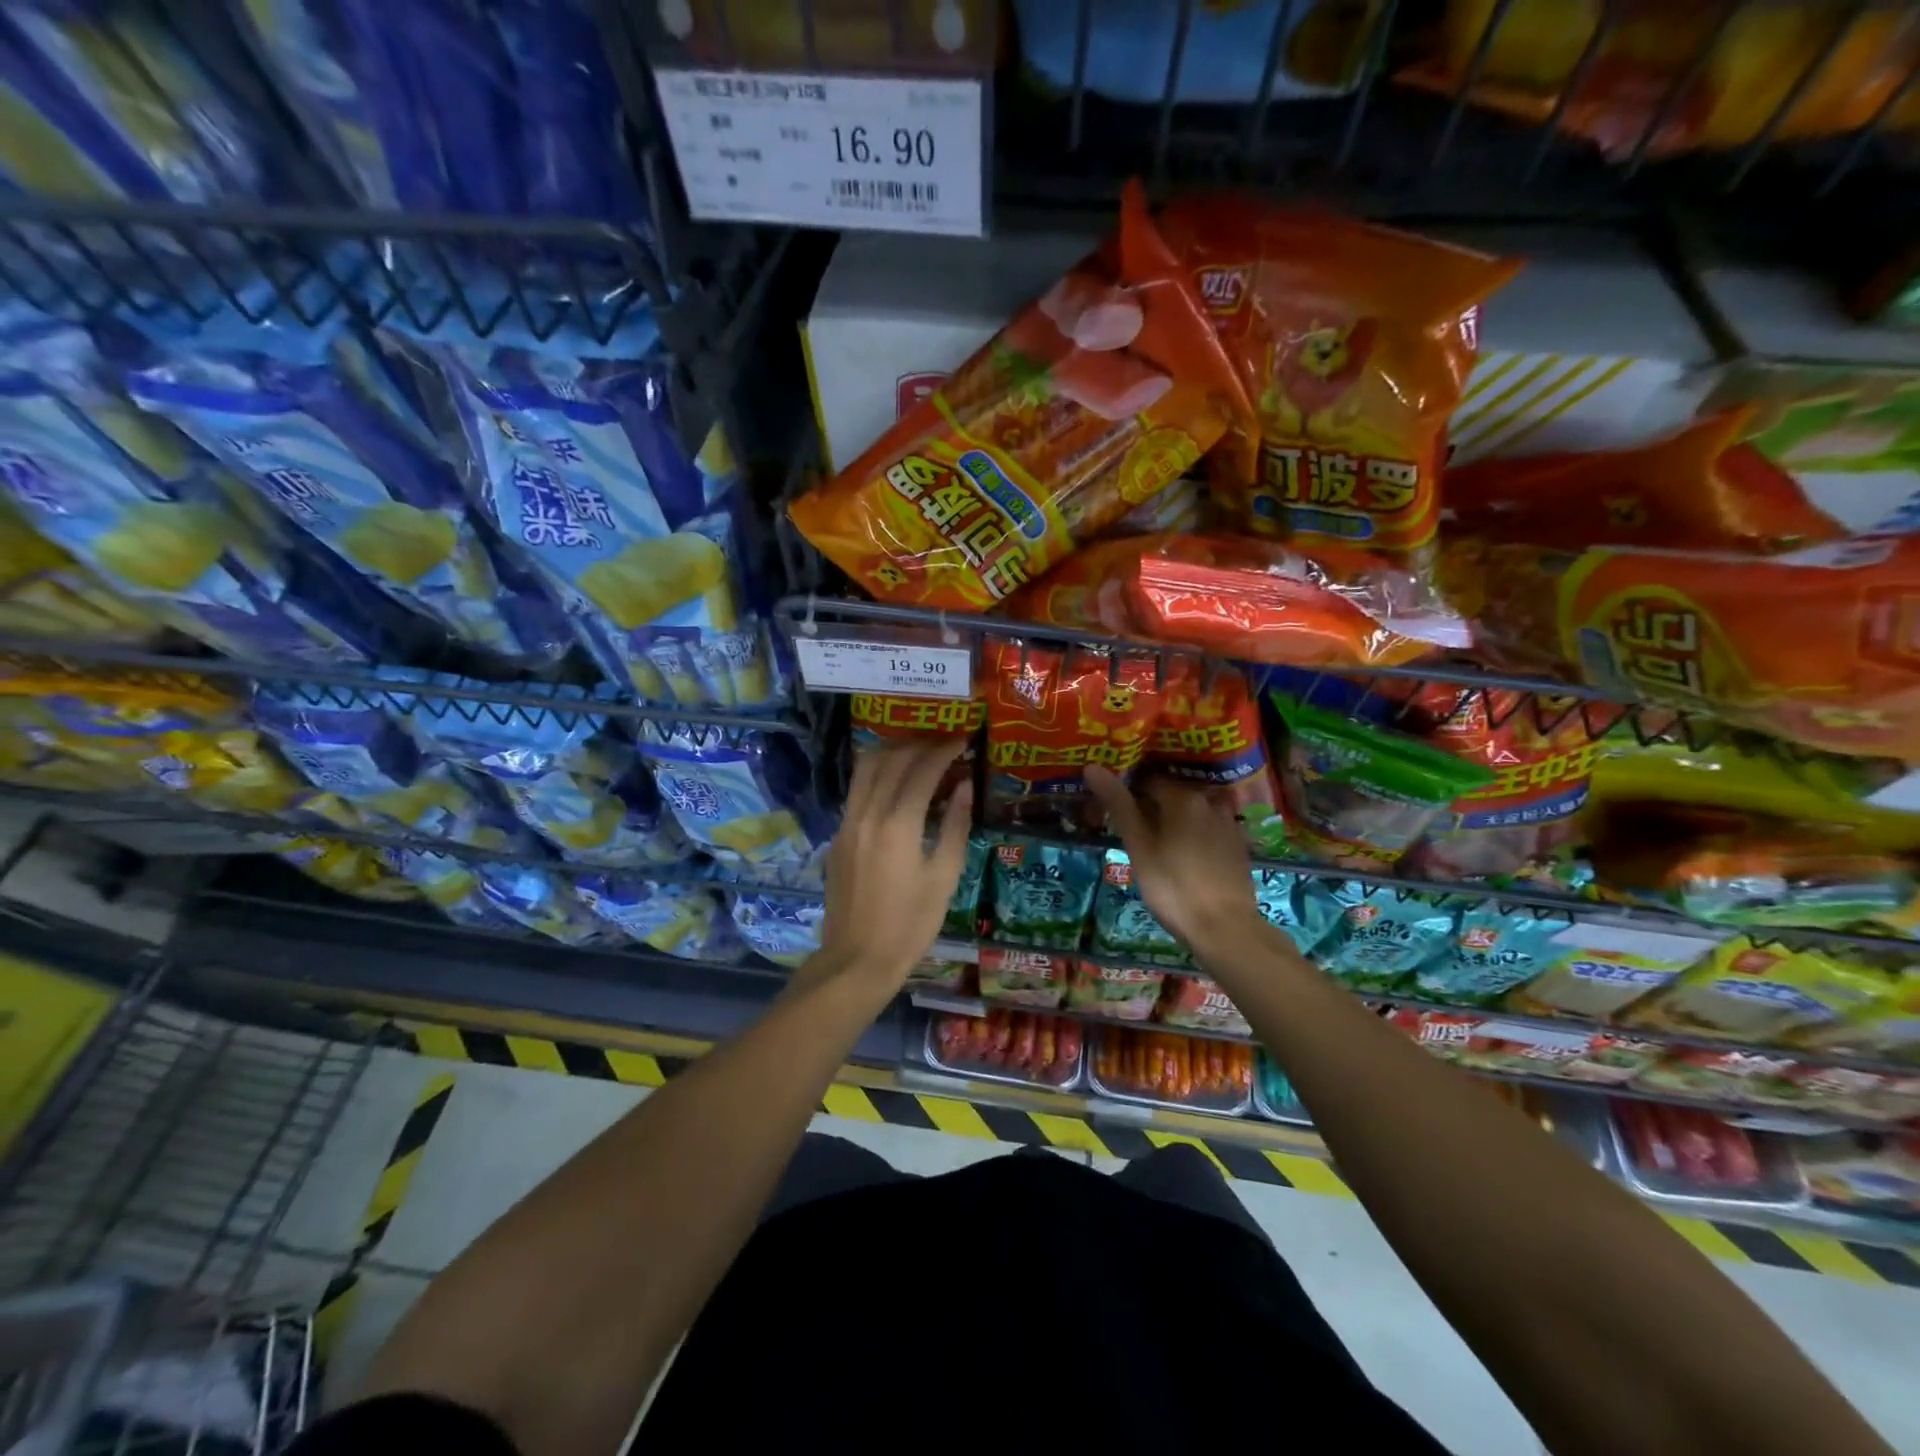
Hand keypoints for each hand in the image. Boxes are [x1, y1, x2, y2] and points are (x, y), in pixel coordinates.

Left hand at [817, 740, 973, 988]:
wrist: (857, 960)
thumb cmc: (911, 924)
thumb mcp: (945, 878)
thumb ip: (956, 826)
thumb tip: (964, 786)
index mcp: (898, 825)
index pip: (922, 769)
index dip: (944, 750)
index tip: (962, 740)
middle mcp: (868, 814)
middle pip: (891, 760)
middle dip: (919, 744)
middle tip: (943, 743)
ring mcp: (847, 824)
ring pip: (866, 769)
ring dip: (892, 753)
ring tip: (918, 753)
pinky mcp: (838, 836)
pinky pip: (857, 790)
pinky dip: (877, 775)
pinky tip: (895, 784)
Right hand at [1085, 766, 1265, 959]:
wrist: (1225, 928)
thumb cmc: (1173, 887)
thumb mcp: (1138, 847)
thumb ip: (1118, 805)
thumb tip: (1093, 767)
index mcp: (1182, 797)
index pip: (1147, 780)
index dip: (1127, 791)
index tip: (1113, 808)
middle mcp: (1208, 801)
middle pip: (1172, 794)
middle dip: (1151, 805)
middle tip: (1132, 828)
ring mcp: (1227, 823)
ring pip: (1192, 812)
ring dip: (1174, 819)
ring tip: (1156, 839)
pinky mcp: (1237, 845)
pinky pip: (1208, 828)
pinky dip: (1193, 833)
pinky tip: (1183, 853)